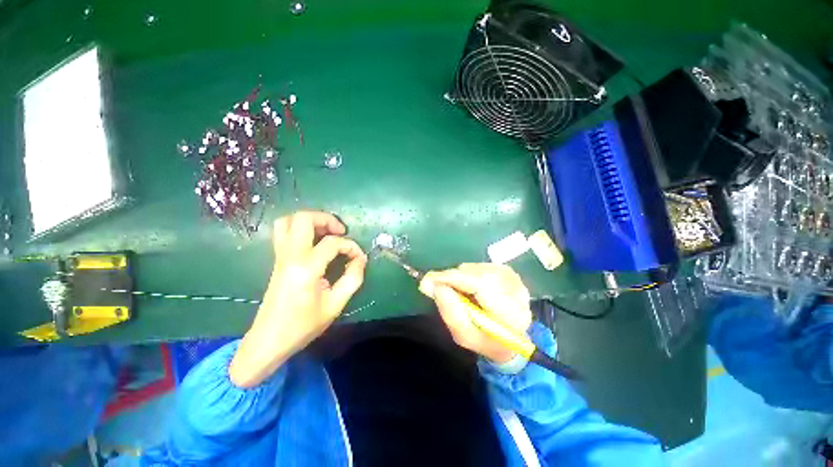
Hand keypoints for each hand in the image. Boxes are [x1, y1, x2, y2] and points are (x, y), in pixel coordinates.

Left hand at [230, 211, 367, 387]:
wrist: (269, 340)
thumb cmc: (303, 325)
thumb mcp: (336, 304)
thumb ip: (353, 278)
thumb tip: (360, 259)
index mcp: (306, 268)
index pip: (332, 243)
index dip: (351, 246)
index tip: (359, 258)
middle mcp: (290, 256)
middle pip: (303, 218)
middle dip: (326, 219)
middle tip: (341, 232)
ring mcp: (280, 256)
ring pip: (288, 220)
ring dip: (311, 221)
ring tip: (327, 232)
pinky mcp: (277, 260)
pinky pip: (284, 232)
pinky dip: (300, 228)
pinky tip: (314, 241)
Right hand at [419, 263, 531, 363]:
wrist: (509, 337)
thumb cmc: (486, 340)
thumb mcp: (465, 336)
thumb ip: (451, 313)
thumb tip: (433, 286)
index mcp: (512, 315)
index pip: (481, 286)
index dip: (453, 279)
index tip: (428, 280)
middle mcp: (517, 292)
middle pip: (478, 274)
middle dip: (452, 278)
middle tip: (433, 283)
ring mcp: (513, 278)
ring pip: (476, 269)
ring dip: (459, 277)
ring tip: (455, 291)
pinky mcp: (507, 271)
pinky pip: (478, 266)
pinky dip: (466, 274)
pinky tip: (467, 286)